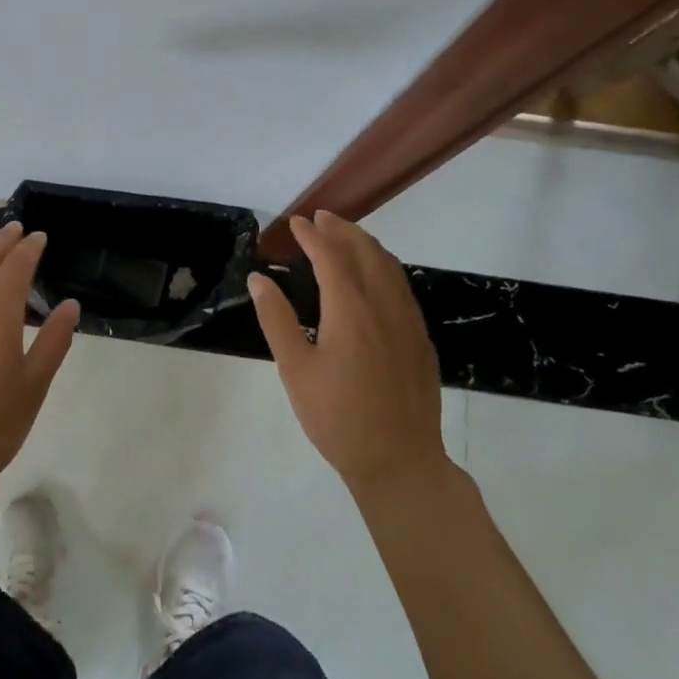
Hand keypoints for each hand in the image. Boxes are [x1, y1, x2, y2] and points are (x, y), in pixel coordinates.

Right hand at [247, 210, 448, 492]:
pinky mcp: (419, 337)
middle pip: (365, 251)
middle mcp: (383, 305)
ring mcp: (407, 320)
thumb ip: (276, 320)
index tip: (296, 223)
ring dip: (365, 243)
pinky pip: (401, 285)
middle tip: (320, 218)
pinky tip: (374, 274)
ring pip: (389, 265)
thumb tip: (258, 279)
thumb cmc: (337, 418)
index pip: (330, 256)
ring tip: (345, 235)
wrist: (399, 460)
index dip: (312, 235)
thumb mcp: (295, 370)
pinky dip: (384, 265)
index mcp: (350, 310)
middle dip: (342, 229)